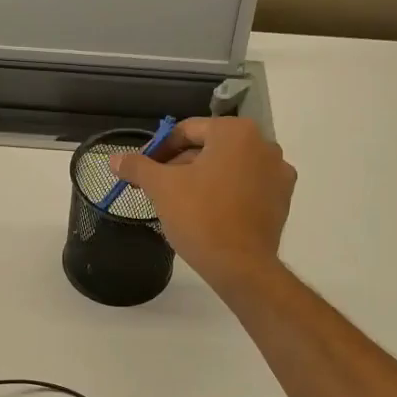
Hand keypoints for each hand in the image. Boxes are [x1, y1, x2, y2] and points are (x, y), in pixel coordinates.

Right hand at [113, 117, 295, 291]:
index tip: (143, 171)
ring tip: (181, 203)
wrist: (240, 266)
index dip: (159, 150)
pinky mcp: (283, 199)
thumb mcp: (161, 188)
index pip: (187, 130)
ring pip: (230, 167)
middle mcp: (263, 144)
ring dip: (204, 179)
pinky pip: (248, 187)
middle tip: (158, 189)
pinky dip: (227, 193)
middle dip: (181, 165)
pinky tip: (210, 213)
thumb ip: (138, 167)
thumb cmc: (200, 217)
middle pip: (210, 148)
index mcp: (235, 132)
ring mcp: (278, 172)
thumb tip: (114, 158)